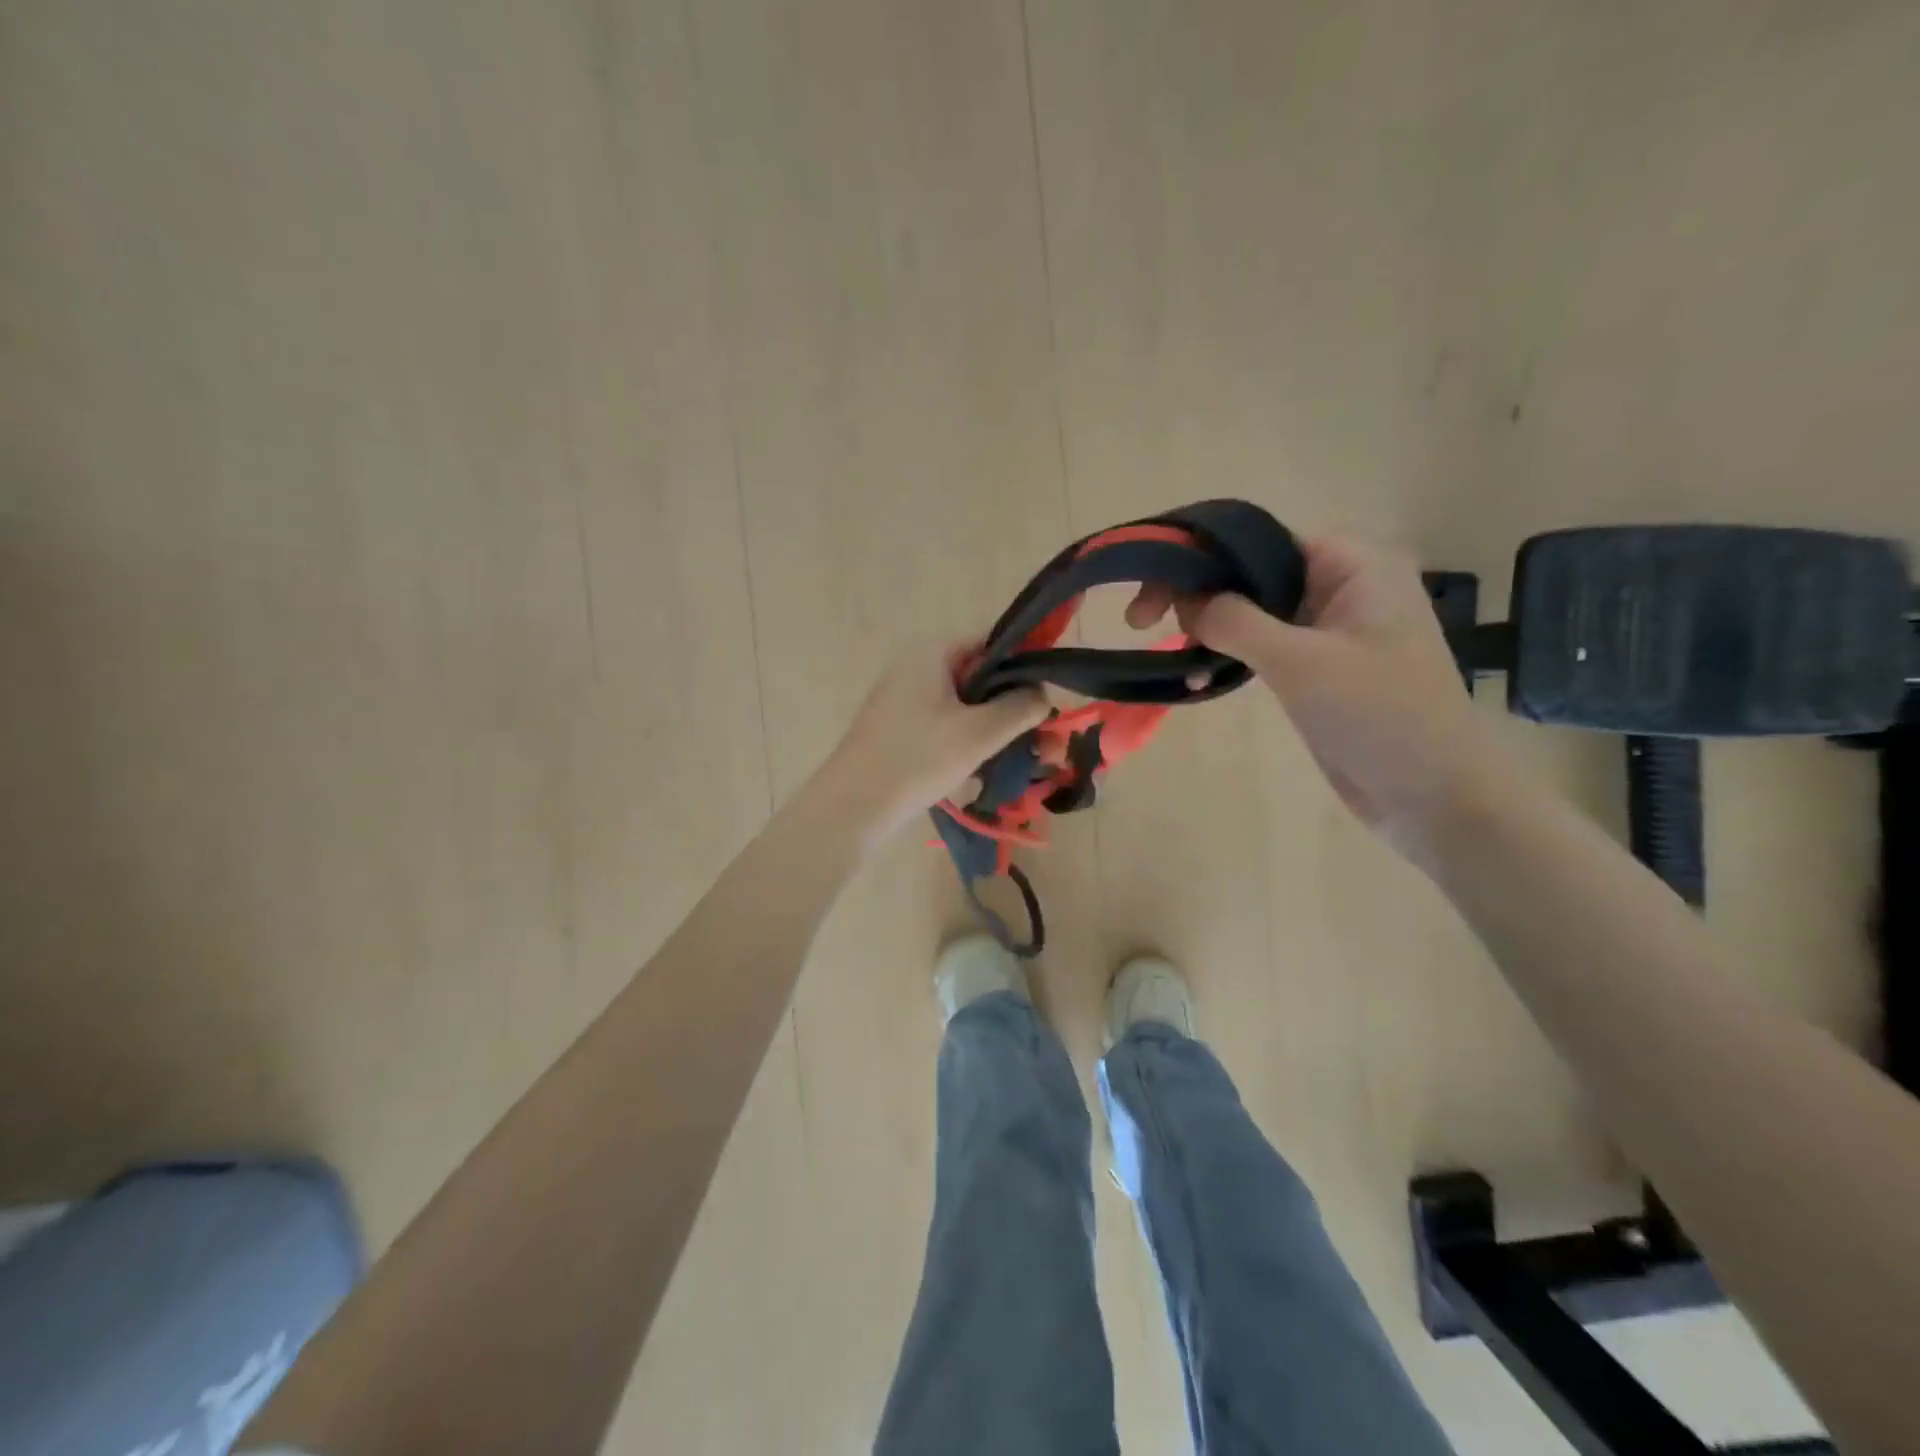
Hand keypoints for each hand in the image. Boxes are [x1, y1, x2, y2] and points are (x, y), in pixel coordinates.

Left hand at [818, 638, 1048, 846]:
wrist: (852, 807)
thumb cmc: (917, 759)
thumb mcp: (979, 733)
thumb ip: (1020, 708)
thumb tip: (1042, 695)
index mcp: (931, 653)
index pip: (990, 643)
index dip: (1024, 666)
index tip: (1048, 699)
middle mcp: (915, 667)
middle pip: (980, 678)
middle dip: (1015, 708)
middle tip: (1046, 742)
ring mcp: (904, 700)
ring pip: (965, 707)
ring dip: (996, 730)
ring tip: (1027, 762)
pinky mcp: (899, 730)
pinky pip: (946, 726)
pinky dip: (970, 742)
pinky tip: (988, 771)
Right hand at [1127, 534, 1505, 853]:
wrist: (1435, 797)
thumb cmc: (1379, 716)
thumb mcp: (1300, 662)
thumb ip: (1236, 621)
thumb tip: (1184, 599)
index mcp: (1352, 564)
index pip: (1258, 539)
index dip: (1199, 556)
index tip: (1152, 591)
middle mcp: (1342, 585)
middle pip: (1250, 571)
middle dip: (1197, 593)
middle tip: (1142, 621)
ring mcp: (1331, 629)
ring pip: (1252, 611)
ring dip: (1209, 629)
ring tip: (1171, 654)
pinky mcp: (1320, 669)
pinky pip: (1263, 647)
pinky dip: (1229, 657)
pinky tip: (1198, 680)